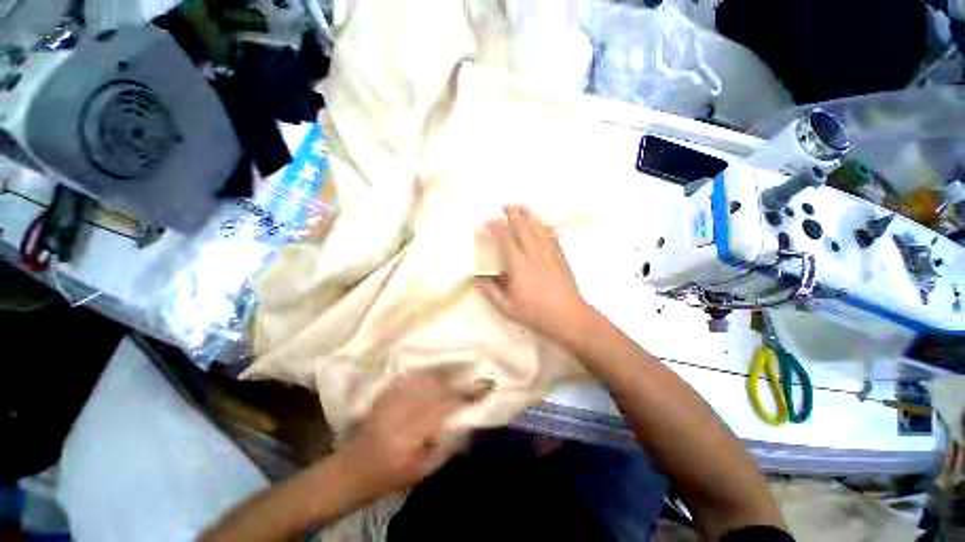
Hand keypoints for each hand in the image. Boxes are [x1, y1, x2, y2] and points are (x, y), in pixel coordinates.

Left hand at [337, 372, 488, 498]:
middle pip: (438, 387)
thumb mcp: (424, 471)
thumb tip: (469, 422)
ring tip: (460, 378)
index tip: (487, 385)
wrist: (353, 468)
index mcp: (409, 434)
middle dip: (460, 382)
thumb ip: (448, 446)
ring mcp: (391, 397)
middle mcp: (400, 410)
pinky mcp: (386, 391)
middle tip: (475, 381)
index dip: (467, 394)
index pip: (445, 405)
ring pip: (427, 378)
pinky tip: (438, 378)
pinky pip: (415, 376)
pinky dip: (430, 376)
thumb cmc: (391, 475)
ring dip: (447, 377)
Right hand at [477, 205, 590, 345]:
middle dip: (514, 215)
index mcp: (520, 268)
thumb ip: (490, 290)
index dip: (498, 228)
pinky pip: (551, 236)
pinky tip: (540, 224)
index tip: (489, 221)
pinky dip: (543, 226)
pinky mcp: (561, 257)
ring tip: (521, 208)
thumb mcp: (507, 307)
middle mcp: (535, 256)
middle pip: (524, 229)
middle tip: (505, 206)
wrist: (568, 317)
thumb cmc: (535, 313)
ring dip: (529, 216)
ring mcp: (550, 255)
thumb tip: (477, 277)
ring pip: (539, 229)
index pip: (507, 241)